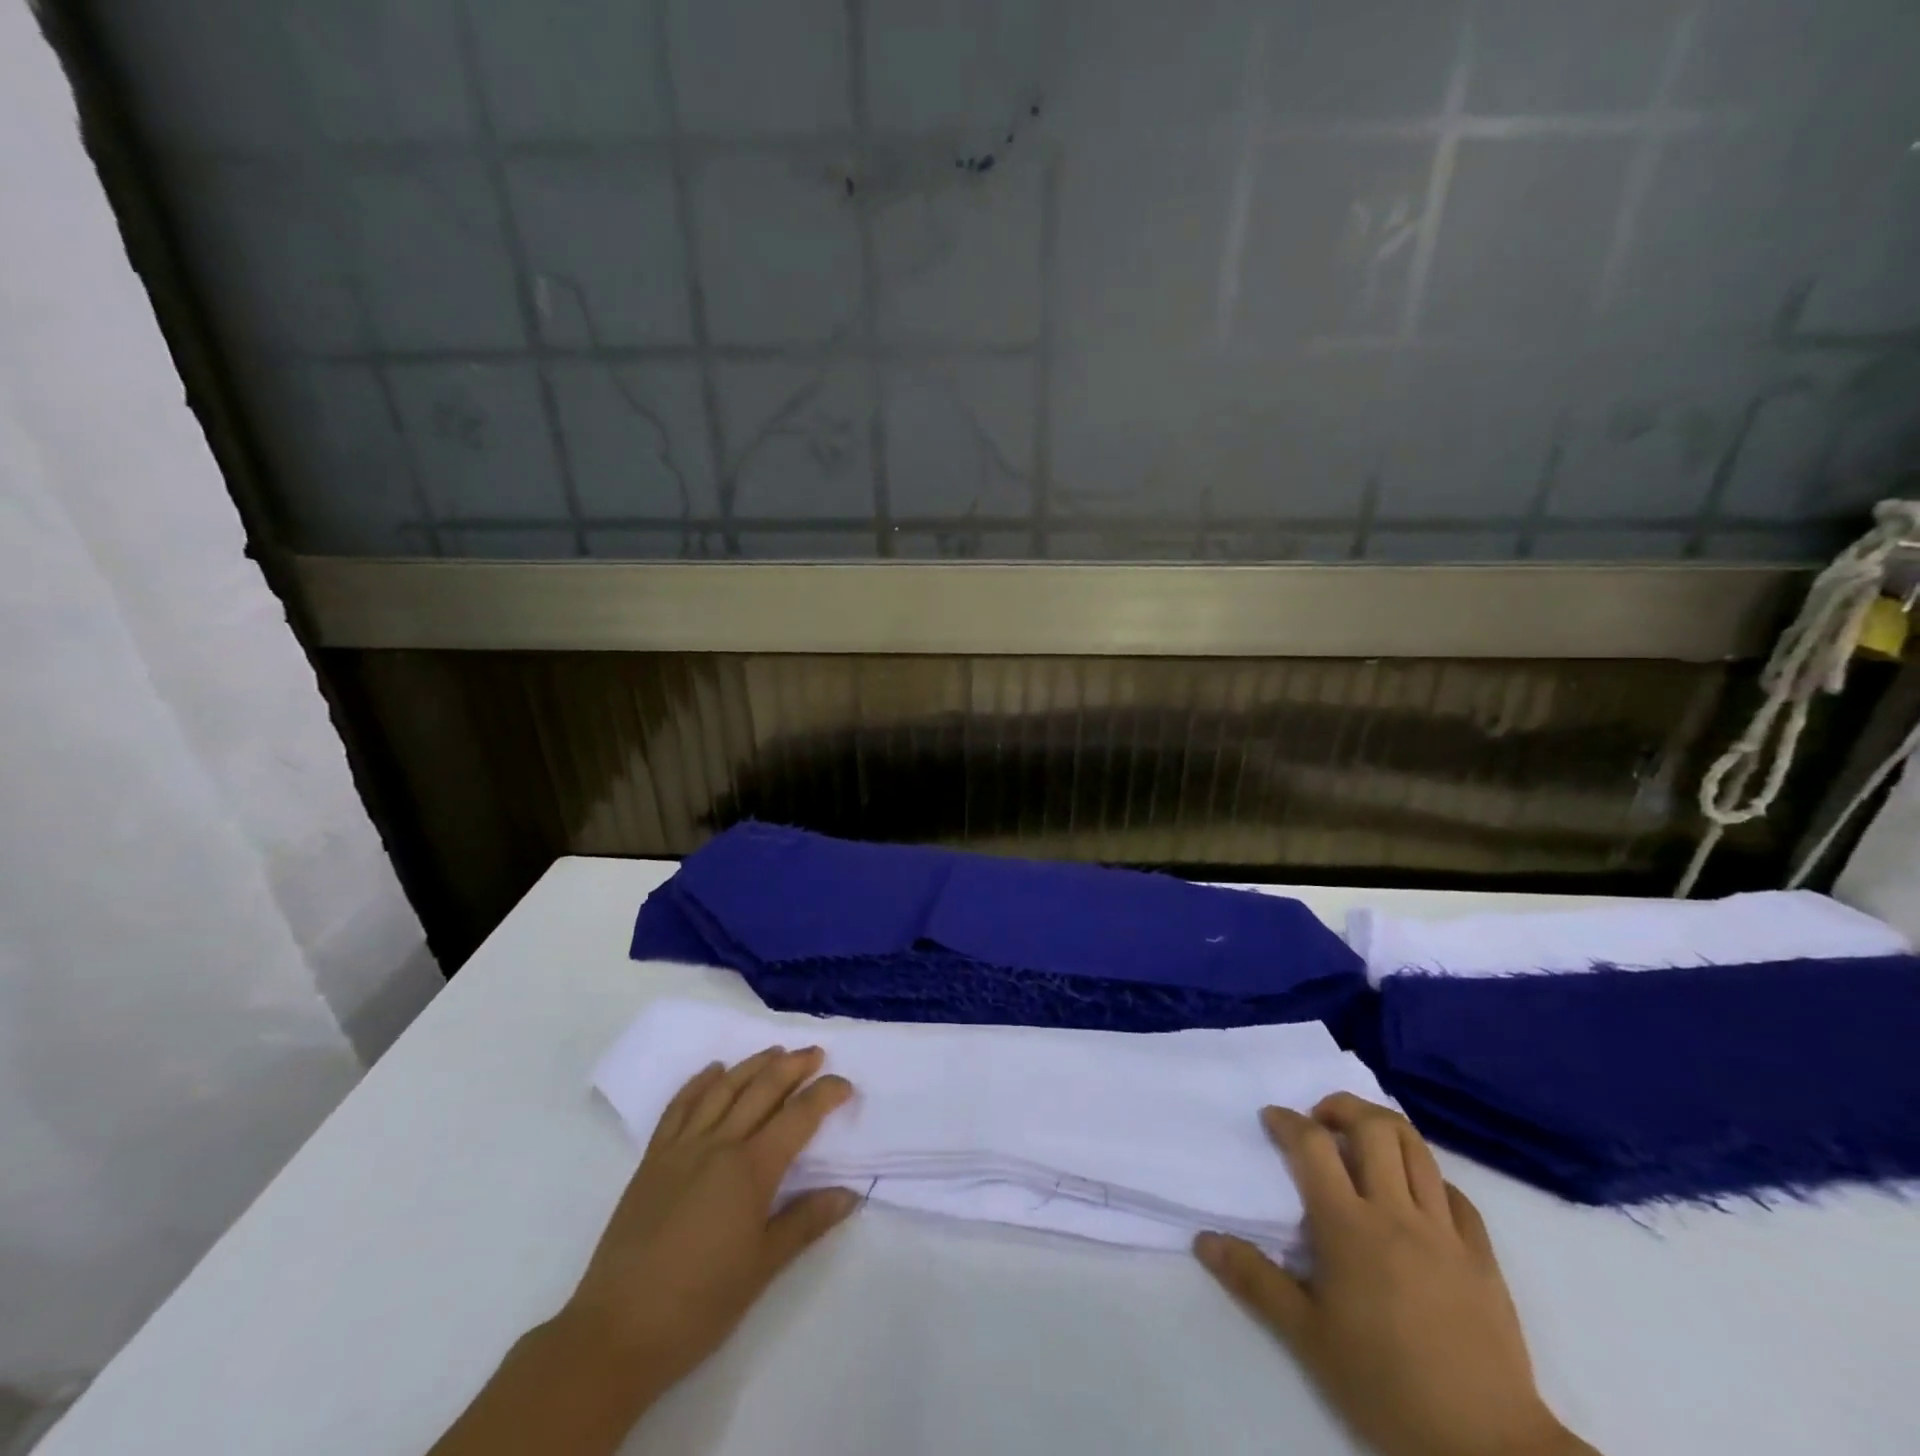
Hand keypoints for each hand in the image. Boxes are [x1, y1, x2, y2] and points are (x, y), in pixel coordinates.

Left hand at [563, 1046, 858, 1400]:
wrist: (616, 1332)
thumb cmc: (699, 1305)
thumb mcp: (763, 1268)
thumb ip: (806, 1222)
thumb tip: (849, 1194)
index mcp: (750, 1170)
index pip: (798, 1117)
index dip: (825, 1095)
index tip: (845, 1085)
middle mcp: (719, 1145)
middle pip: (762, 1090)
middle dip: (793, 1067)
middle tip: (815, 1053)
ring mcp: (681, 1148)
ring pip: (723, 1089)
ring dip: (752, 1065)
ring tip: (776, 1052)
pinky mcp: (653, 1160)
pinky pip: (679, 1107)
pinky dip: (699, 1083)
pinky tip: (713, 1071)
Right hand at [1194, 1094, 1594, 1455]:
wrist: (1487, 1446)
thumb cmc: (1384, 1385)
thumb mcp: (1307, 1338)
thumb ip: (1255, 1281)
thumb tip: (1204, 1239)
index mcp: (1348, 1226)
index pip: (1312, 1145)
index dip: (1287, 1120)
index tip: (1272, 1118)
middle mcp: (1396, 1213)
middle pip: (1374, 1127)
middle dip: (1342, 1107)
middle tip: (1321, 1121)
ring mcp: (1445, 1231)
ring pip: (1418, 1149)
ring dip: (1385, 1129)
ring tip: (1364, 1141)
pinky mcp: (1483, 1256)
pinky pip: (1456, 1194)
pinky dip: (1431, 1179)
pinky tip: (1416, 1197)